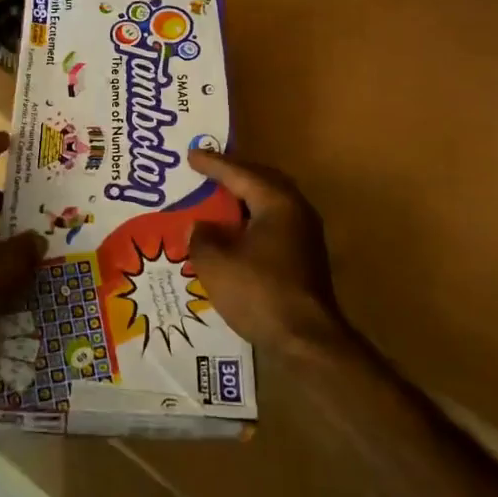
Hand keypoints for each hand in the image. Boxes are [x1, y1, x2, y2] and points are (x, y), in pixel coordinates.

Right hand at [189, 150, 349, 356]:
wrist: (307, 341)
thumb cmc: (259, 292)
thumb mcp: (215, 262)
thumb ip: (201, 236)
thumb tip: (200, 226)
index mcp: (276, 201)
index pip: (239, 173)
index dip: (212, 164)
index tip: (190, 155)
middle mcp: (296, 210)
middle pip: (261, 181)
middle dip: (233, 175)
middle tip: (206, 170)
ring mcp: (305, 235)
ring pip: (269, 204)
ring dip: (243, 199)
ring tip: (216, 199)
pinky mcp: (305, 257)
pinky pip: (273, 224)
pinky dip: (251, 221)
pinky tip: (233, 234)